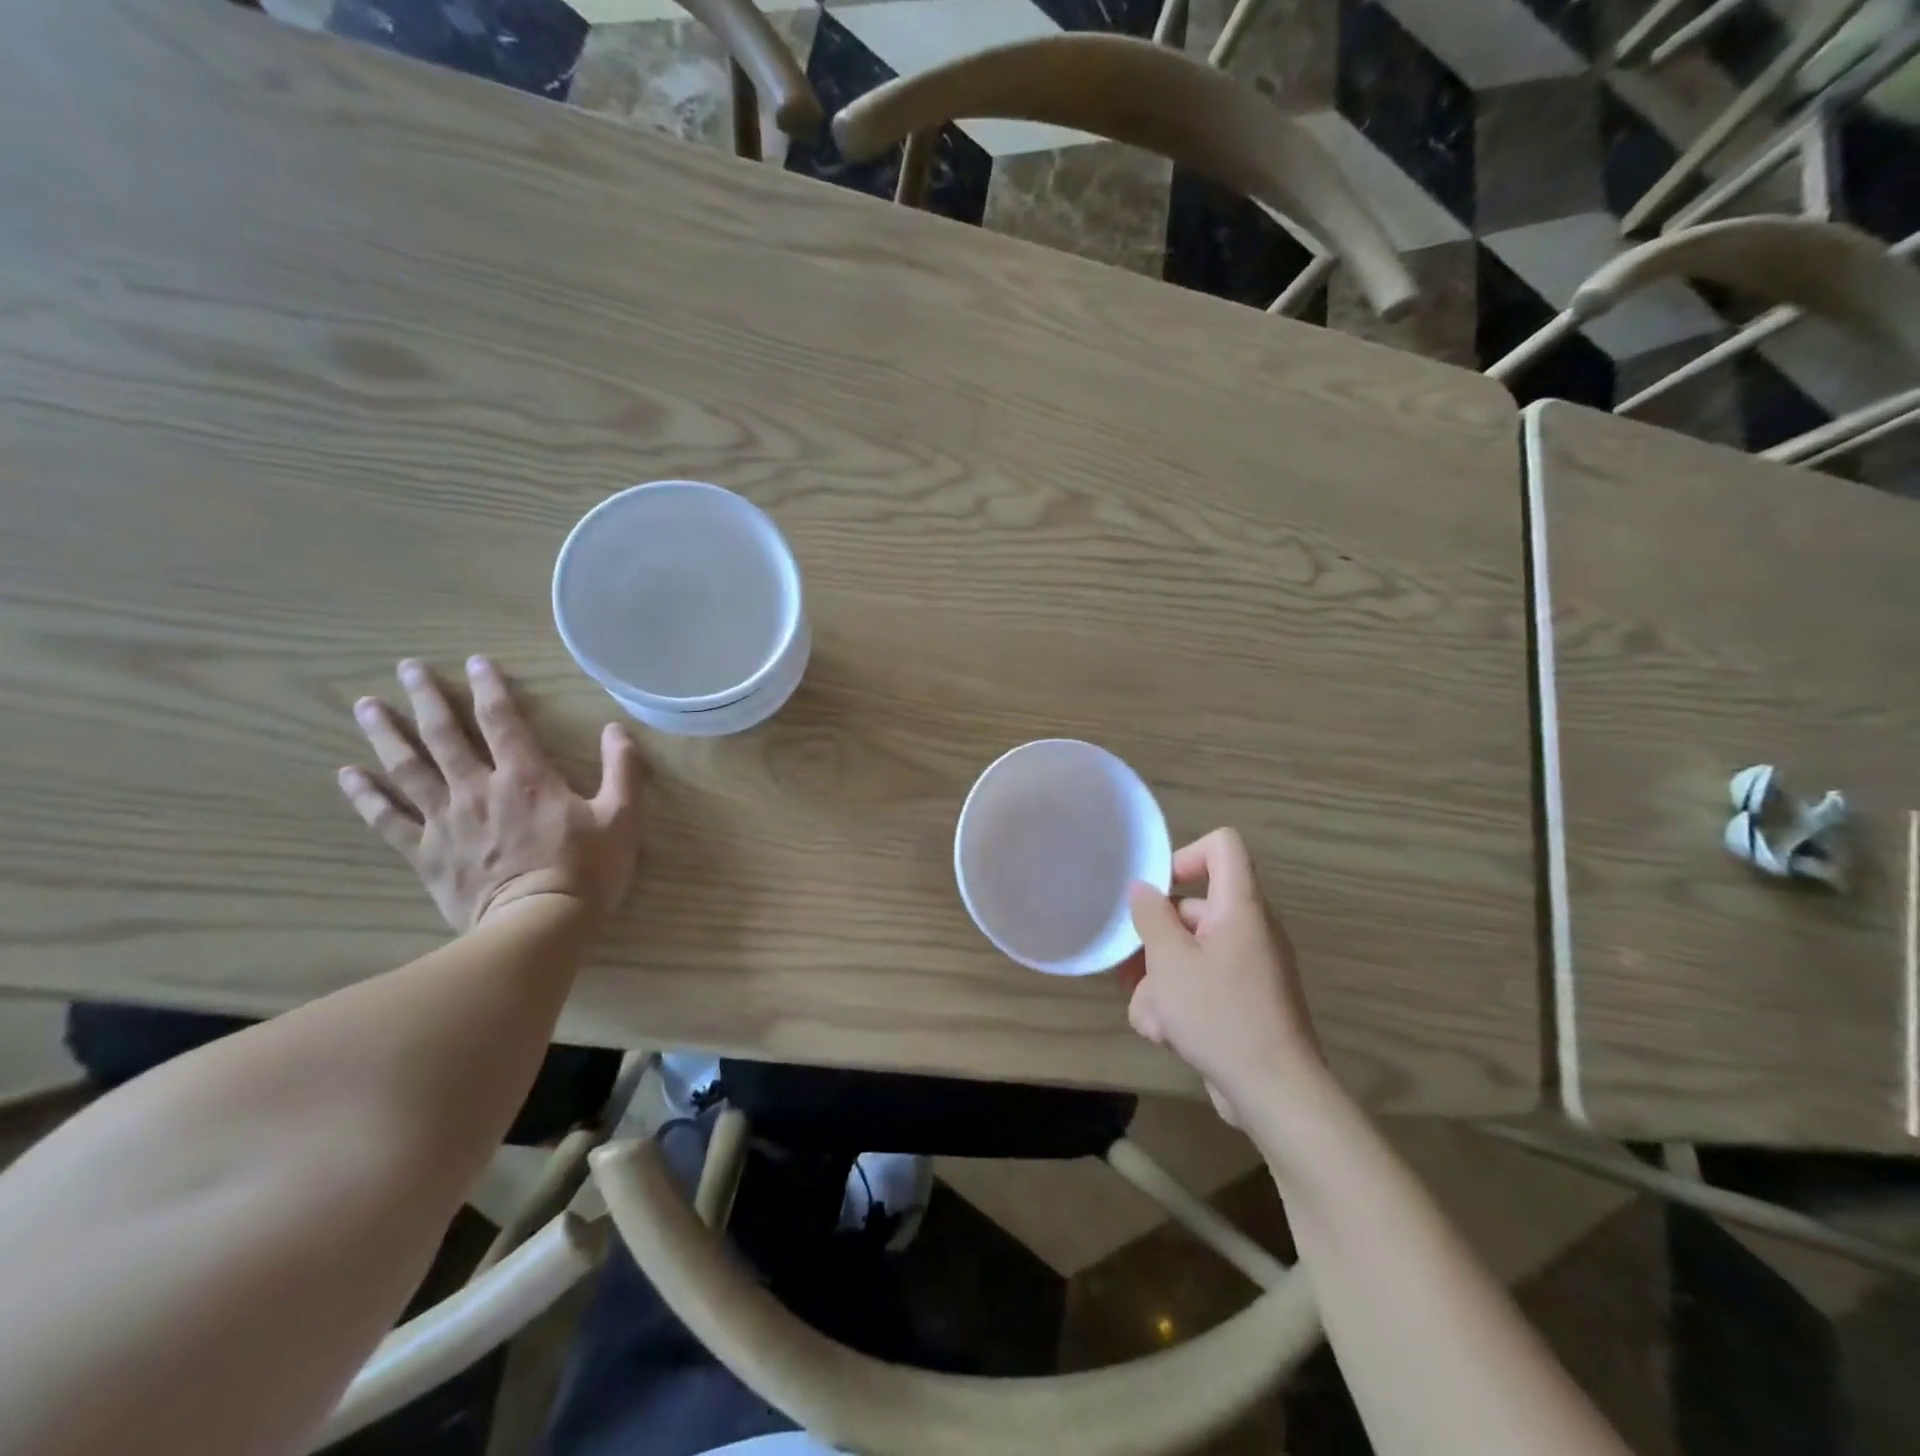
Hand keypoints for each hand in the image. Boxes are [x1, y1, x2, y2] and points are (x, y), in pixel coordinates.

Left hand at [337, 656, 644, 931]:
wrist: (538, 927)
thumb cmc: (586, 871)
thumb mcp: (622, 817)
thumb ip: (622, 770)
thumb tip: (617, 729)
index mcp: (526, 777)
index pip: (502, 720)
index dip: (490, 687)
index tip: (476, 662)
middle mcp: (478, 789)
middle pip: (445, 735)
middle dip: (427, 698)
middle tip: (408, 668)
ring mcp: (446, 821)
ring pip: (408, 769)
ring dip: (386, 734)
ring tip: (365, 706)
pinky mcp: (426, 854)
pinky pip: (388, 820)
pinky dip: (366, 796)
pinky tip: (347, 775)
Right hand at [1121, 828, 1324, 1124]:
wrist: (1275, 1093)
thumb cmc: (1220, 1015)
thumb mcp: (1170, 961)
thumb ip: (1151, 916)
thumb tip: (1143, 888)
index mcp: (1240, 907)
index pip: (1222, 846)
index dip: (1185, 856)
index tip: (1157, 892)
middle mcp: (1249, 929)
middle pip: (1192, 909)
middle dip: (1155, 939)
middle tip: (1131, 968)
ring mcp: (1248, 968)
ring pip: (1189, 954)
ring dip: (1160, 981)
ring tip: (1151, 1015)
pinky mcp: (1244, 1002)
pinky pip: (1203, 985)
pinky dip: (1181, 1004)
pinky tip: (1166, 1035)